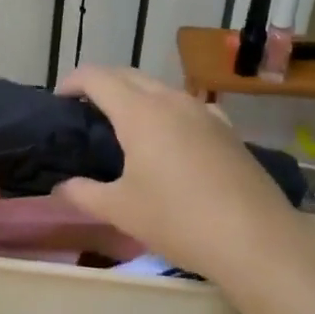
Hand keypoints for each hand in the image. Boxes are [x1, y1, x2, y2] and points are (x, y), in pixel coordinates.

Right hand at [55, 66, 314, 286]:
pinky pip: (187, 107)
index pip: (97, 78)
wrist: (255, 238)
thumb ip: (83, 193)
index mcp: (140, 112)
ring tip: (123, 125)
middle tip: (85, 110)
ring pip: (161, 89)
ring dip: (136, 96)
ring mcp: (204, 112)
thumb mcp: (121, 210)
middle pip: (129, 75)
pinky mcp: (227, 130)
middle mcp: (172, 100)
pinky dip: (166, 111)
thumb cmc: (178, 219)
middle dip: (102, 84)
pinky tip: (169, 139)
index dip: (73, 81)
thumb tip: (61, 187)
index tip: (59, 99)